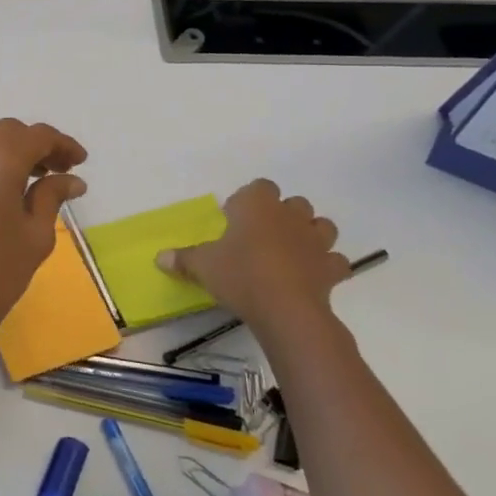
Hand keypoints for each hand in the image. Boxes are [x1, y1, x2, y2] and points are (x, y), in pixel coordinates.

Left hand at [0, 120, 87, 359]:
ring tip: (25, 182)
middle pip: (5, 133)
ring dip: (4, 153)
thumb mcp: (34, 237)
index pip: (37, 136)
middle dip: (33, 146)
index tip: (79, 161)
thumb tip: (70, 180)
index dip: (62, 145)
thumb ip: (51, 197)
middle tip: (56, 171)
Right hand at [158, 179, 349, 349]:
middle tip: (262, 236)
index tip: (235, 219)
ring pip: (322, 225)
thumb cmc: (240, 275)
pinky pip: (335, 261)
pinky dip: (327, 266)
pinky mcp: (332, 268)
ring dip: (310, 234)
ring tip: (292, 251)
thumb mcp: (202, 266)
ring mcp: (315, 241)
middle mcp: (289, 215)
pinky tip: (313, 276)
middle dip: (282, 214)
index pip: (259, 186)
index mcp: (257, 205)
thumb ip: (183, 259)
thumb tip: (159, 257)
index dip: (248, 200)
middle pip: (294, 202)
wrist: (286, 308)